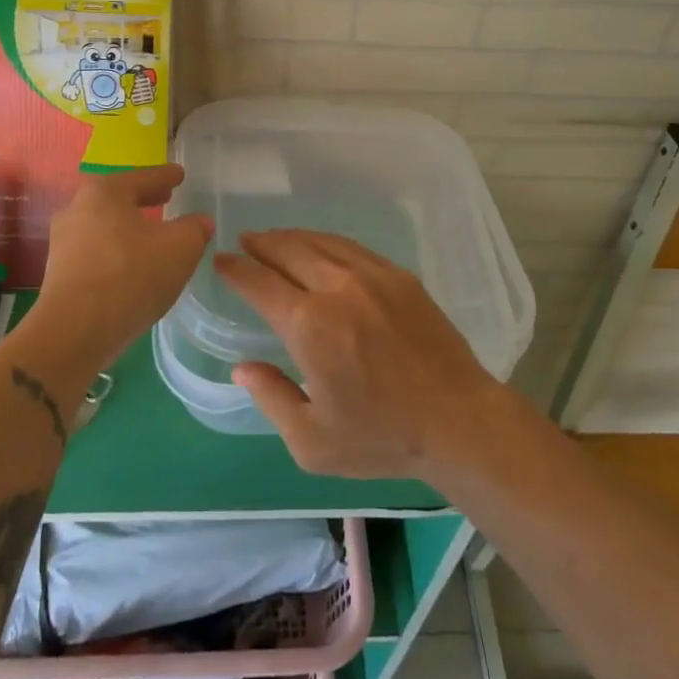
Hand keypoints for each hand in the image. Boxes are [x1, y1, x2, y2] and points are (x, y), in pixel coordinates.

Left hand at [31, 165, 212, 371]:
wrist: (75, 332)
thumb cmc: (131, 275)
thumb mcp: (180, 248)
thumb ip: (194, 229)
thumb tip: (200, 222)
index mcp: (105, 192)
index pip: (144, 177)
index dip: (166, 176)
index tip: (179, 174)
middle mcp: (77, 209)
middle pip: (119, 199)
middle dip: (144, 200)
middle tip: (166, 198)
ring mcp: (63, 243)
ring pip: (105, 226)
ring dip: (128, 229)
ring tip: (151, 236)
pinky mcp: (59, 274)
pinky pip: (96, 253)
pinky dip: (116, 253)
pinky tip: (132, 267)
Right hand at [215, 229, 505, 480]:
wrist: (458, 420)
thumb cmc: (381, 437)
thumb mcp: (312, 441)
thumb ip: (271, 398)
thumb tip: (241, 367)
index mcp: (309, 325)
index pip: (259, 282)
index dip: (235, 269)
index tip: (220, 262)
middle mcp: (337, 288)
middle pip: (288, 250)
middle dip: (261, 243)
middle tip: (244, 242)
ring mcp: (372, 276)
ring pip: (320, 242)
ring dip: (291, 237)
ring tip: (275, 239)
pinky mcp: (399, 276)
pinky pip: (352, 247)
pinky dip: (326, 242)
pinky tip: (320, 248)